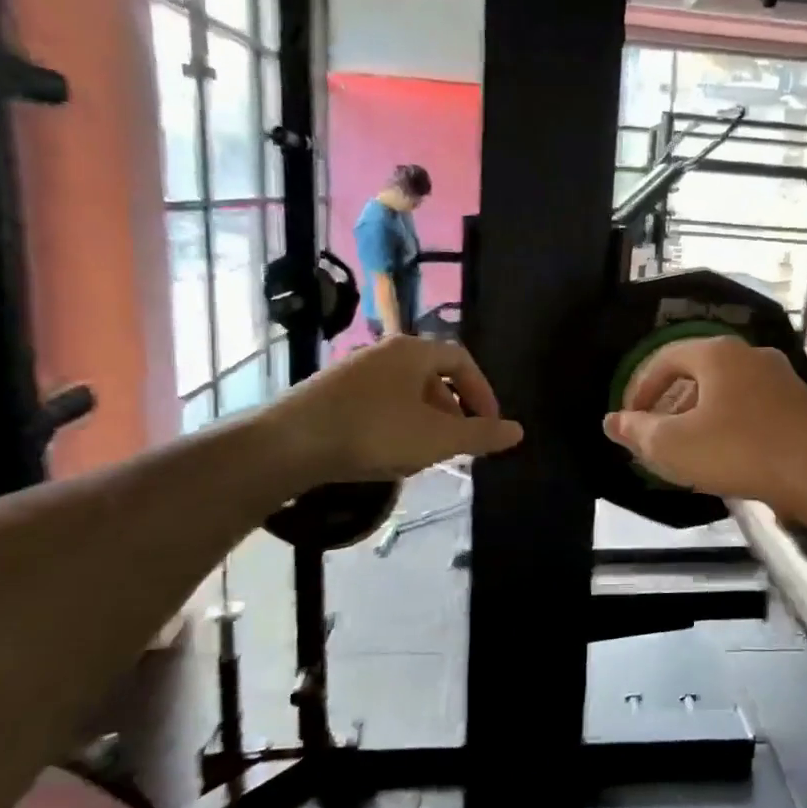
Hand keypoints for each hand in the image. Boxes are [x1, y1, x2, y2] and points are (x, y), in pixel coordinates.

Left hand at [266, 336, 521, 483]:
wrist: (288, 445)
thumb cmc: (373, 433)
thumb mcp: (437, 439)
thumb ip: (481, 435)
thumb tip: (519, 432)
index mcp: (413, 351)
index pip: (462, 360)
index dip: (483, 392)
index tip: (490, 425)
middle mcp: (384, 352)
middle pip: (434, 376)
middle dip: (453, 412)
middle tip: (458, 445)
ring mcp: (354, 371)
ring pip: (405, 392)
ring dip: (425, 421)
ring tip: (424, 456)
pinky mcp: (331, 393)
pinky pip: (379, 403)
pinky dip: (396, 425)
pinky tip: (387, 454)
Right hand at [601, 336, 806, 516]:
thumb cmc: (737, 450)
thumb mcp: (674, 445)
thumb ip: (638, 431)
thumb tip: (612, 421)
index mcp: (717, 354)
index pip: (666, 359)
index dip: (641, 387)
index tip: (630, 419)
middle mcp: (750, 355)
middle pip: (698, 373)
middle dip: (672, 403)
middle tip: (658, 435)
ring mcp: (781, 378)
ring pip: (728, 391)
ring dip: (702, 415)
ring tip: (691, 448)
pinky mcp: (801, 404)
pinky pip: (754, 407)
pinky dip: (732, 424)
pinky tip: (730, 454)